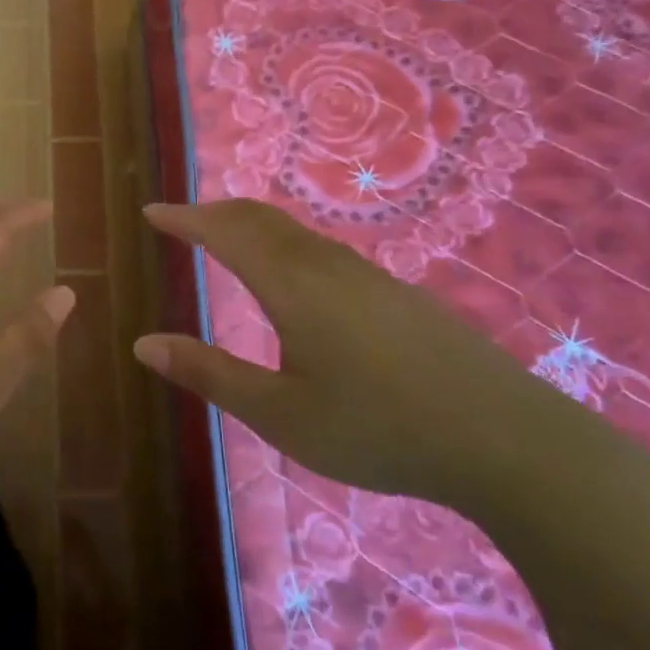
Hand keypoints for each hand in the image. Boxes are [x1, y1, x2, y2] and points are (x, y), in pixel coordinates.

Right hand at [135, 199, 576, 508]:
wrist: (505, 438)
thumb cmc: (378, 428)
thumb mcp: (280, 414)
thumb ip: (209, 374)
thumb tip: (143, 344)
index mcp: (291, 285)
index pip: (224, 232)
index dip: (184, 218)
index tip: (151, 211)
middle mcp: (325, 264)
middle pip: (259, 219)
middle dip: (214, 212)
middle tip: (182, 219)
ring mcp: (367, 275)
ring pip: (295, 232)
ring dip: (251, 225)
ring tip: (227, 239)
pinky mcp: (396, 293)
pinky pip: (322, 249)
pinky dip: (284, 243)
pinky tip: (294, 277)